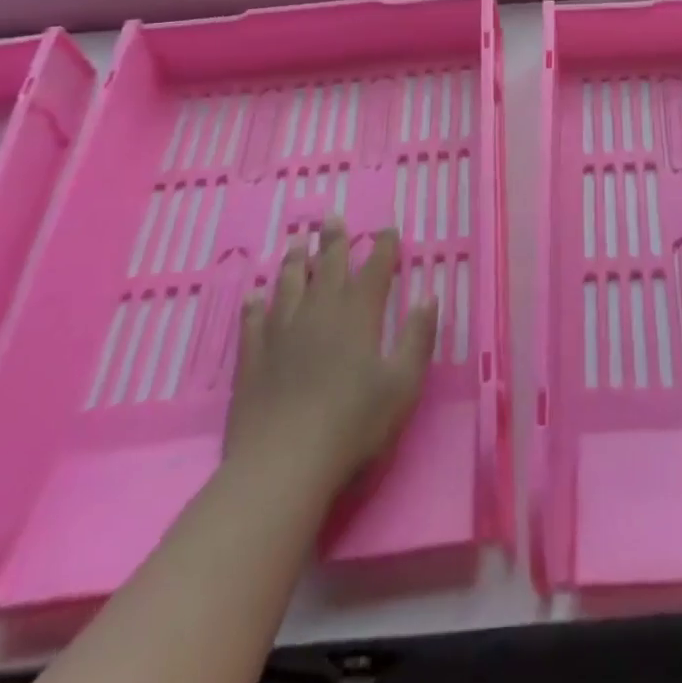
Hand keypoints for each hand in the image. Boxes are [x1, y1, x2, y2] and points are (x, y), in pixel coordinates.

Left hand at [223, 218, 436, 498]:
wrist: (283, 465)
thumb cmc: (354, 424)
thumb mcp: (403, 384)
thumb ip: (418, 337)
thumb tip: (428, 296)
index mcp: (359, 315)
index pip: (375, 270)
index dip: (383, 247)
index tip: (388, 229)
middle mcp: (320, 313)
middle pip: (327, 266)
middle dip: (334, 240)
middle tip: (333, 217)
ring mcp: (281, 334)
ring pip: (288, 285)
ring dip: (294, 262)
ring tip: (296, 243)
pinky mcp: (253, 359)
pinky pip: (253, 322)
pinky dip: (255, 305)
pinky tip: (254, 296)